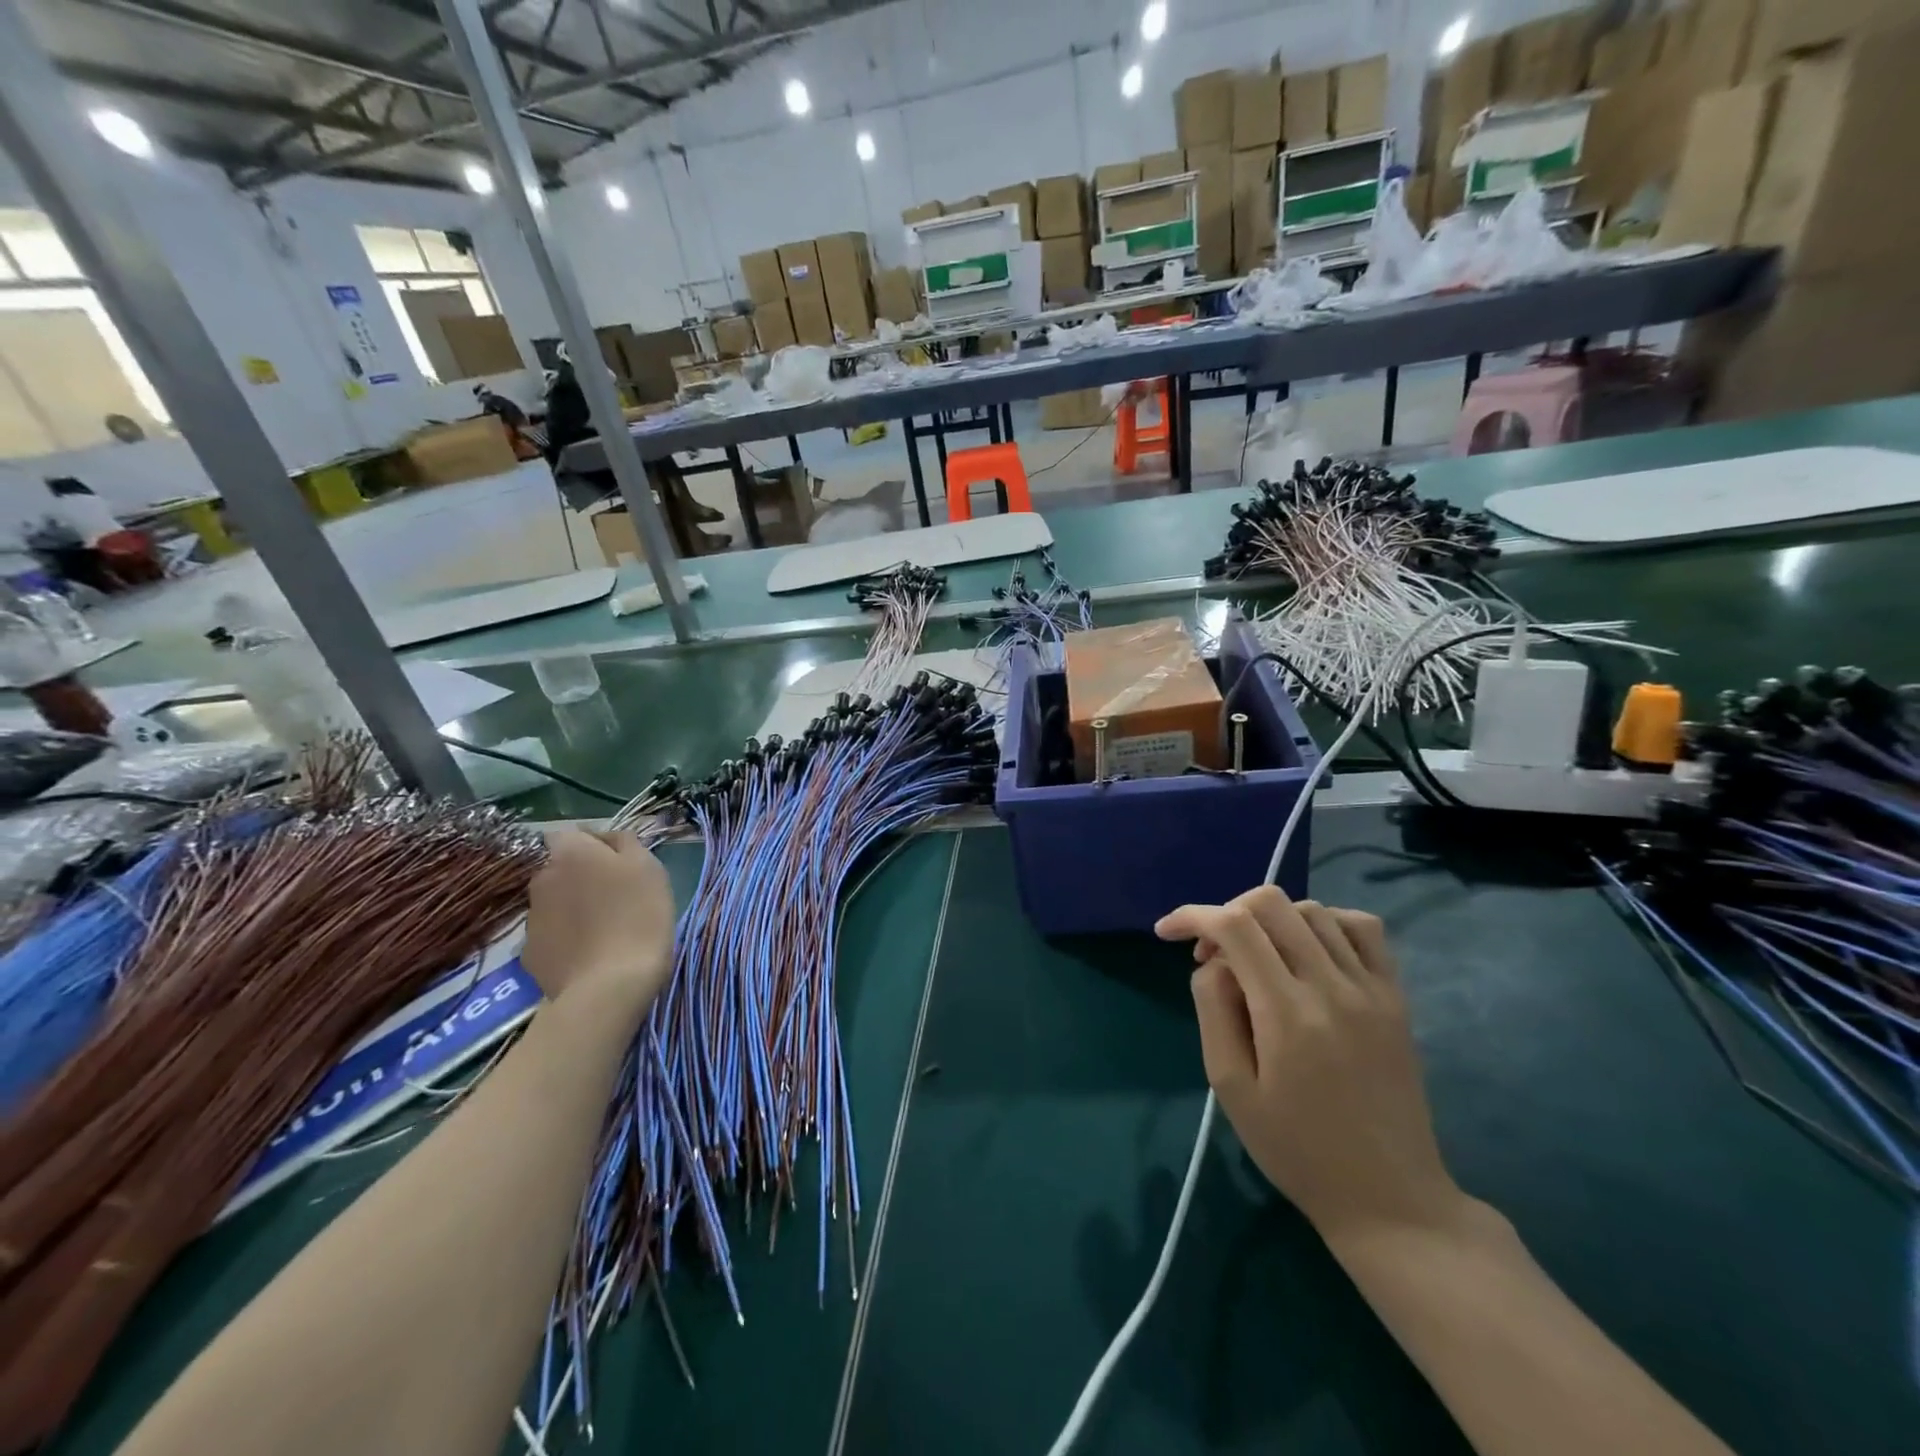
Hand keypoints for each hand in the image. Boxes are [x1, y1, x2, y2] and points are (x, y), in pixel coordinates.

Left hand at [521, 829, 675, 1010]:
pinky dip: (567, 938)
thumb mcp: (649, 867)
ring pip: (555, 902)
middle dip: (581, 875)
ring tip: (604, 928)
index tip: (619, 861)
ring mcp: (531, 918)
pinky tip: (590, 953)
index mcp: (570, 853)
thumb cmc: (638, 916)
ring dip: (573, 906)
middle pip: (560, 868)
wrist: (609, 986)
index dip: (592, 843)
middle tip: (615, 895)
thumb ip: (626, 842)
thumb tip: (608, 838)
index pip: (569, 833)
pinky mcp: (530, 954)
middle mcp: (542, 879)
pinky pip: (552, 934)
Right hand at [1156, 887, 1466, 1241]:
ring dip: (1271, 920)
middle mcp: (1333, 988)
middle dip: (1227, 912)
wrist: (1389, 1198)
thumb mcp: (1231, 1088)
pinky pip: (1362, 928)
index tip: (1166, 932)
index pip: (1234, 927)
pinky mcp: (1396, 997)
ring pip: (1313, 910)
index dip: (1192, 916)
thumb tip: (1214, 963)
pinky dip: (1325, 921)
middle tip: (1213, 955)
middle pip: (1271, 904)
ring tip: (1257, 957)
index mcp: (1287, 1014)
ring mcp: (1372, 989)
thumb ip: (1214, 1010)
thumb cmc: (1297, 1150)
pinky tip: (1307, 950)